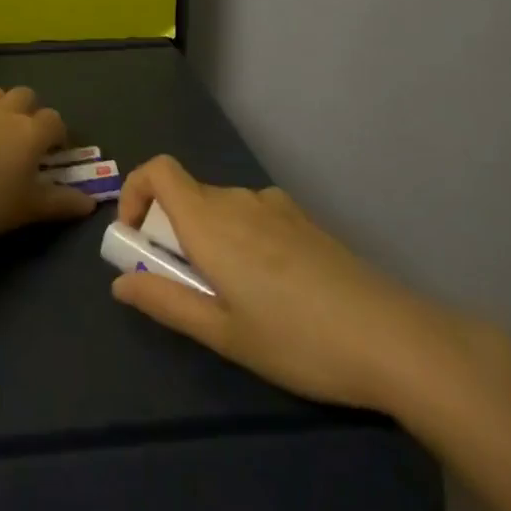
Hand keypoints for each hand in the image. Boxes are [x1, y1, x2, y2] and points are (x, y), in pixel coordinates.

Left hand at [0, 86, 97, 239]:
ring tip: (1, 137)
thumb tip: (90, 202)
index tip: (57, 158)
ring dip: (6, 108)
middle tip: (28, 143)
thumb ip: (59, 203)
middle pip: (27, 96)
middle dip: (33, 113)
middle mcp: (7, 112)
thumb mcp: (25, 209)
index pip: (56, 120)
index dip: (60, 136)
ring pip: (0, 94)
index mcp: (31, 131)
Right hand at [110, 155, 477, 410]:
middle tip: (186, 288)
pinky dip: (240, 239)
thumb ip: (165, 302)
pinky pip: (253, 216)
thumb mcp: (223, 333)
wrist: (391, 338)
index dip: (135, 192)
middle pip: (186, 194)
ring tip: (233, 298)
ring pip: (220, 208)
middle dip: (170, 232)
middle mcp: (237, 200)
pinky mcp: (303, 221)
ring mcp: (275, 206)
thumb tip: (119, 284)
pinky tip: (273, 290)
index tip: (137, 240)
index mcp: (210, 220)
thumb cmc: (296, 340)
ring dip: (207, 239)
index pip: (157, 170)